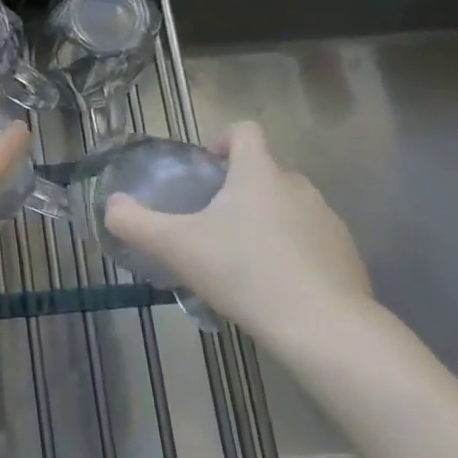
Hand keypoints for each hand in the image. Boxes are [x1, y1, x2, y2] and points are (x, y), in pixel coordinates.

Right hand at [104, 121, 373, 353]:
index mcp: (258, 173)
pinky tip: (276, 288)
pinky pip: (312, 241)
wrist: (323, 326)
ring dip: (267, 221)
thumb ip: (135, 223)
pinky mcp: (347, 256)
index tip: (206, 167)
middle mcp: (297, 186)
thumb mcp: (176, 246)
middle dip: (240, 189)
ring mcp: (328, 221)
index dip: (223, 139)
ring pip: (289, 207)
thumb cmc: (243, 272)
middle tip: (213, 224)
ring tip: (243, 261)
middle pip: (265, 171)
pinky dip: (293, 253)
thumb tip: (111, 206)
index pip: (245, 131)